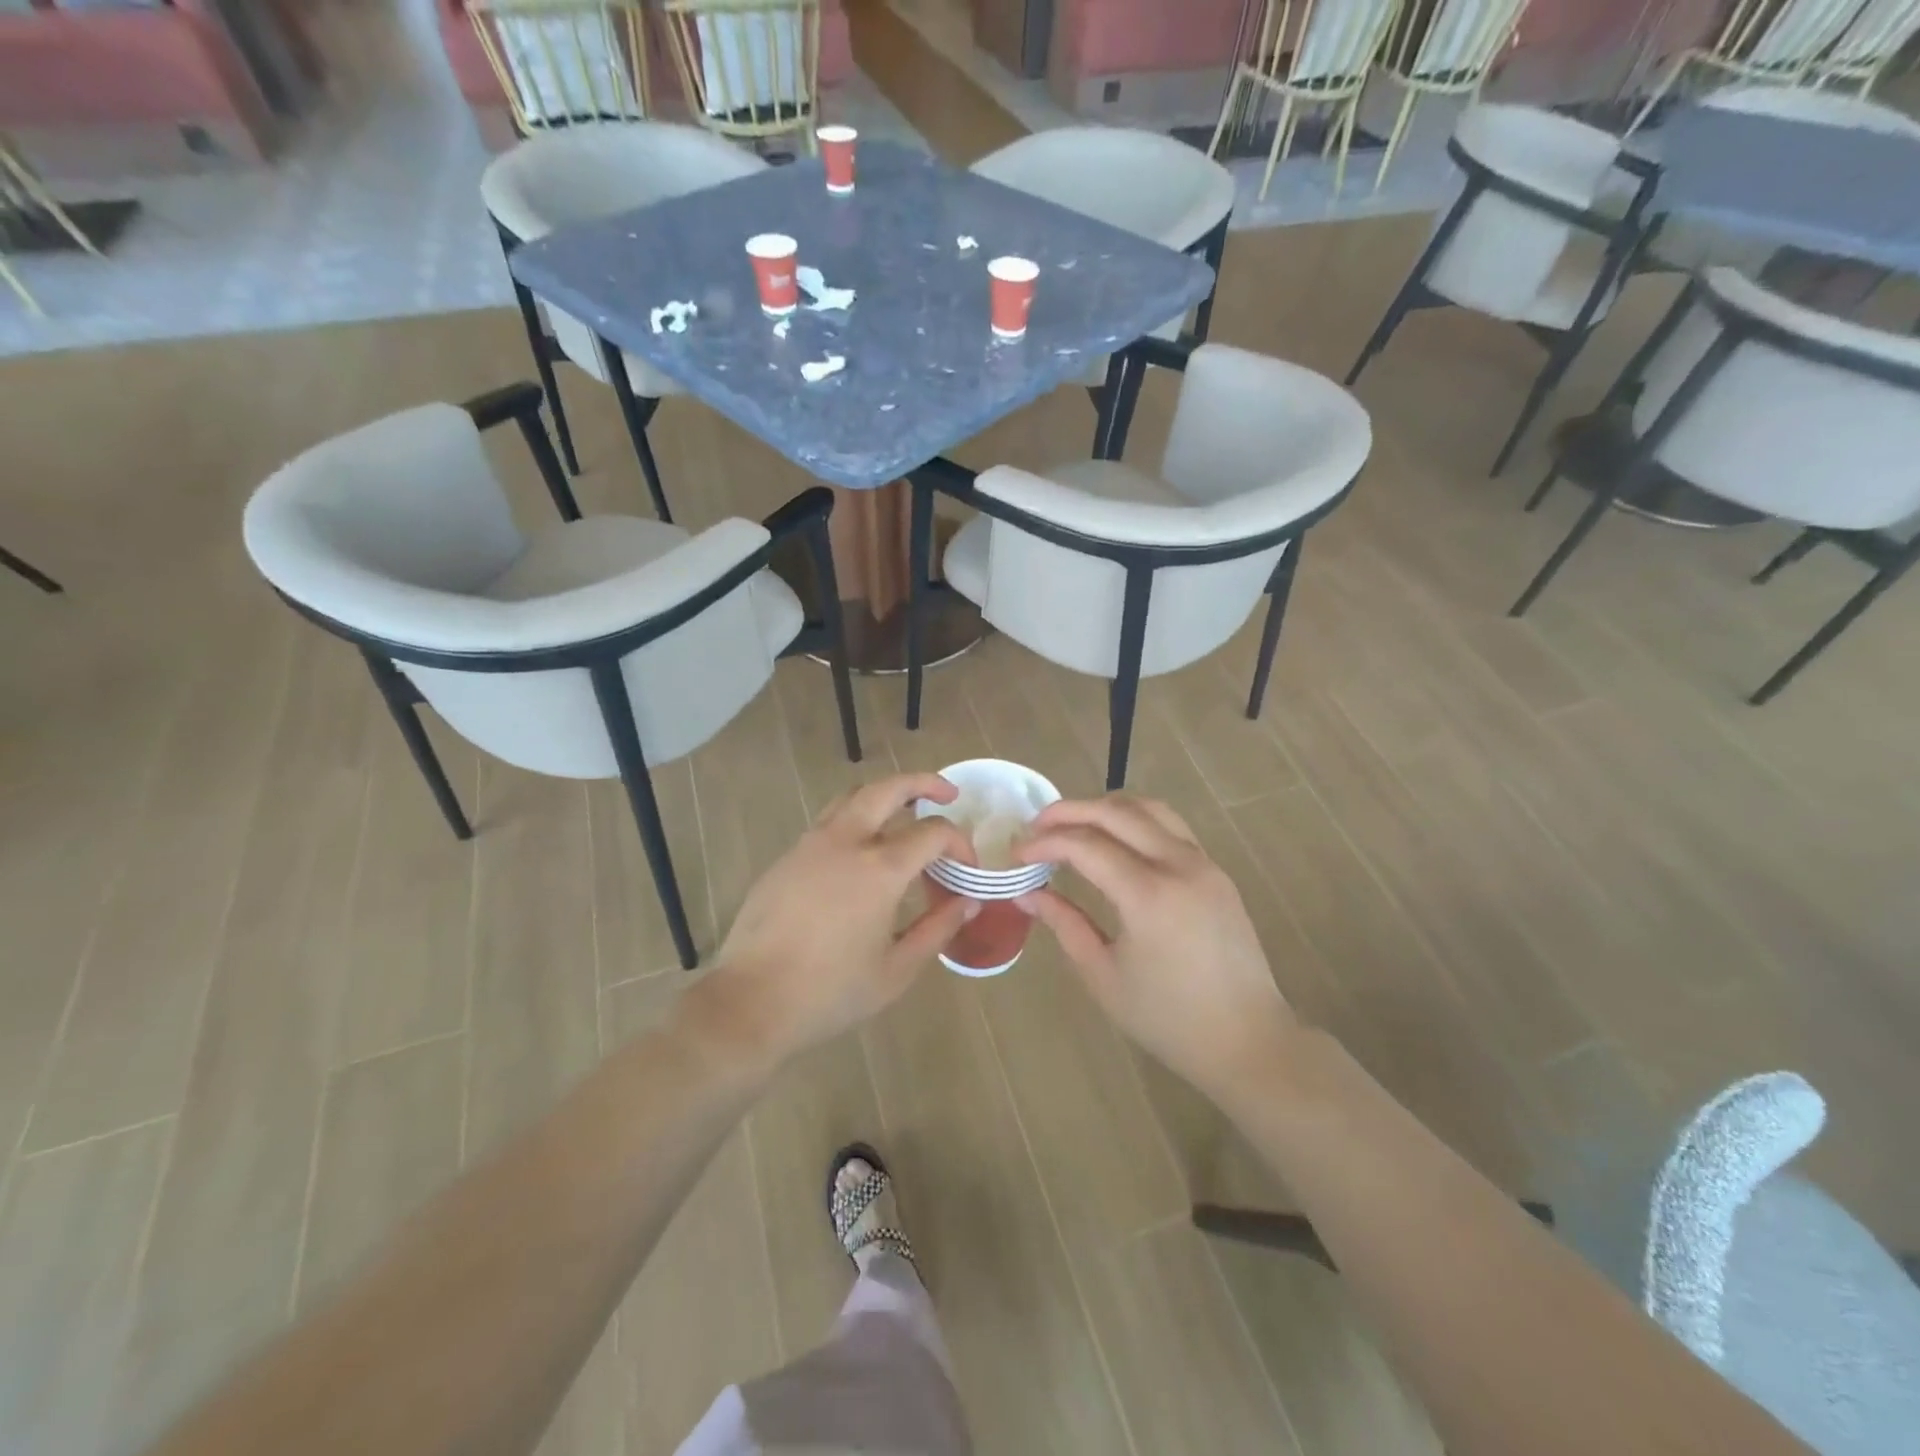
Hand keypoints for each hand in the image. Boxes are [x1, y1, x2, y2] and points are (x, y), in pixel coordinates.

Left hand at [703, 774, 976, 1067]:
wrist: (751, 1001)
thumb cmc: (831, 991)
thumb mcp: (897, 970)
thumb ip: (937, 929)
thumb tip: (968, 903)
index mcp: (880, 869)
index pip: (934, 832)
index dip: (959, 843)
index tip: (968, 868)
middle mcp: (846, 841)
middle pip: (889, 788)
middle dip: (924, 783)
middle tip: (947, 793)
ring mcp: (811, 844)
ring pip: (853, 797)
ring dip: (885, 795)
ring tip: (904, 812)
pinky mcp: (787, 857)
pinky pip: (829, 821)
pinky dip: (856, 819)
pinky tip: (861, 851)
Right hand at [1017, 795, 1293, 1105]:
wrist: (1247, 1040)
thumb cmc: (1168, 1018)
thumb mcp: (1103, 975)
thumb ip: (1064, 924)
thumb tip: (1027, 894)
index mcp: (1149, 895)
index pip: (1086, 845)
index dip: (1045, 843)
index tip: (1017, 853)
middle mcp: (1179, 865)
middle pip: (1116, 812)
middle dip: (1069, 811)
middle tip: (1036, 826)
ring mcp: (1204, 863)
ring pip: (1149, 808)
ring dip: (1104, 807)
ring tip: (1072, 824)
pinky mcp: (1216, 871)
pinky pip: (1171, 826)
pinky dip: (1135, 820)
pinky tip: (1114, 840)